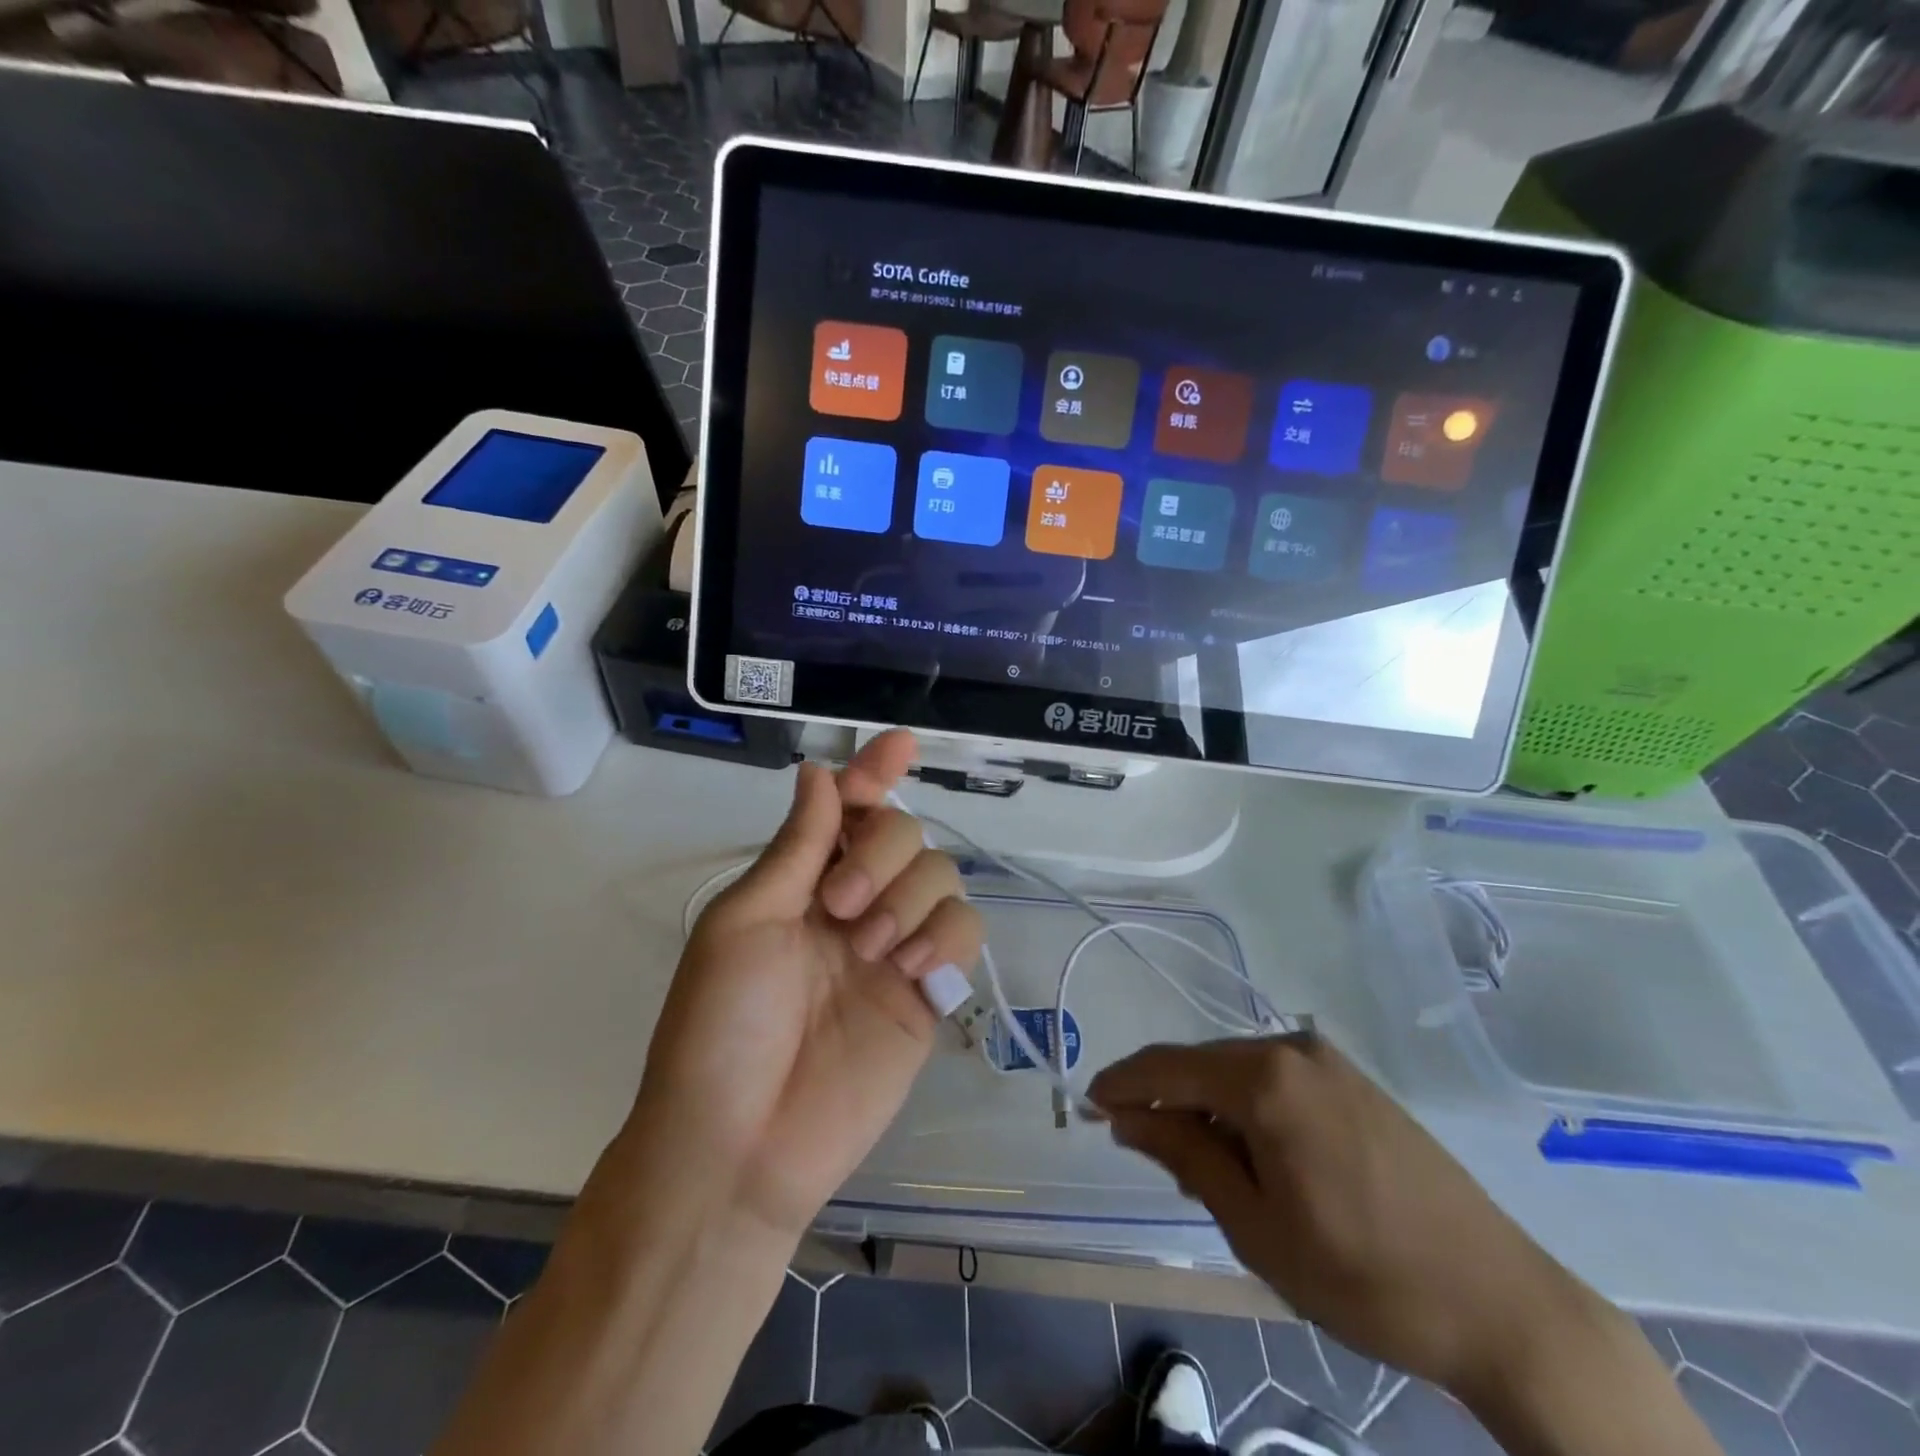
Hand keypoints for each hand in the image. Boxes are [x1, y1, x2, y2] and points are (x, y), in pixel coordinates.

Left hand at [628, 730, 983, 1242]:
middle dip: (882, 851)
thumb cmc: (719, 1026)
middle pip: (904, 832)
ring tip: (872, 949)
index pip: (850, 810)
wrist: (740, 1145)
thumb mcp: (745, 921)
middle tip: (841, 907)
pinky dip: (946, 933)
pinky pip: (965, 931)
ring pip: (942, 874)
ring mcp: (896, 946)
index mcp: (803, 882)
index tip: (900, 743)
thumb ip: (797, 847)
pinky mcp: (930, 992)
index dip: (874, 773)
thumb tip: (820, 772)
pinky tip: (912, 967)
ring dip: (910, 895)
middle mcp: (855, 904)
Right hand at [1089, 1034, 1603, 1400]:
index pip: (1166, 1067)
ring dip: (1209, 1109)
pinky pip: (1277, 1081)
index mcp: (1264, 1078)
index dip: (1121, 1084)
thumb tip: (1127, 1115)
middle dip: (1167, 1102)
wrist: (1501, 1304)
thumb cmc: (1362, 1275)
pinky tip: (1258, 1156)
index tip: (1088, 1106)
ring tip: (1211, 1173)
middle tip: (1153, 1158)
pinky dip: (1249, 1109)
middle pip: (1202, 1064)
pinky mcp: (1356, 1082)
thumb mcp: (1254, 1224)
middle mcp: (1292, 1048)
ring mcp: (1329, 1061)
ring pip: (1239, 1072)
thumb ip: (1184, 1155)